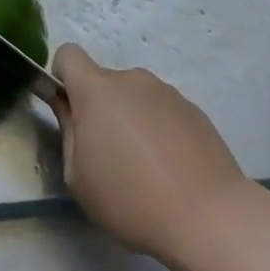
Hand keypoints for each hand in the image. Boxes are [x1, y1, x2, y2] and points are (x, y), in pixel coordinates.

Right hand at [52, 43, 249, 262]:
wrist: (207, 215)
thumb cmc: (130, 198)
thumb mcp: (78, 176)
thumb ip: (68, 131)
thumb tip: (67, 106)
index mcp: (97, 90)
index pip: (68, 54)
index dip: (62, 76)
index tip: (69, 110)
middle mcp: (132, 79)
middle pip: (104, 82)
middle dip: (99, 108)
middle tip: (108, 155)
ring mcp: (166, 91)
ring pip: (135, 97)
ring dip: (131, 119)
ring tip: (145, 167)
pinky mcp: (193, 109)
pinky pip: (162, 111)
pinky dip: (159, 130)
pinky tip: (171, 168)